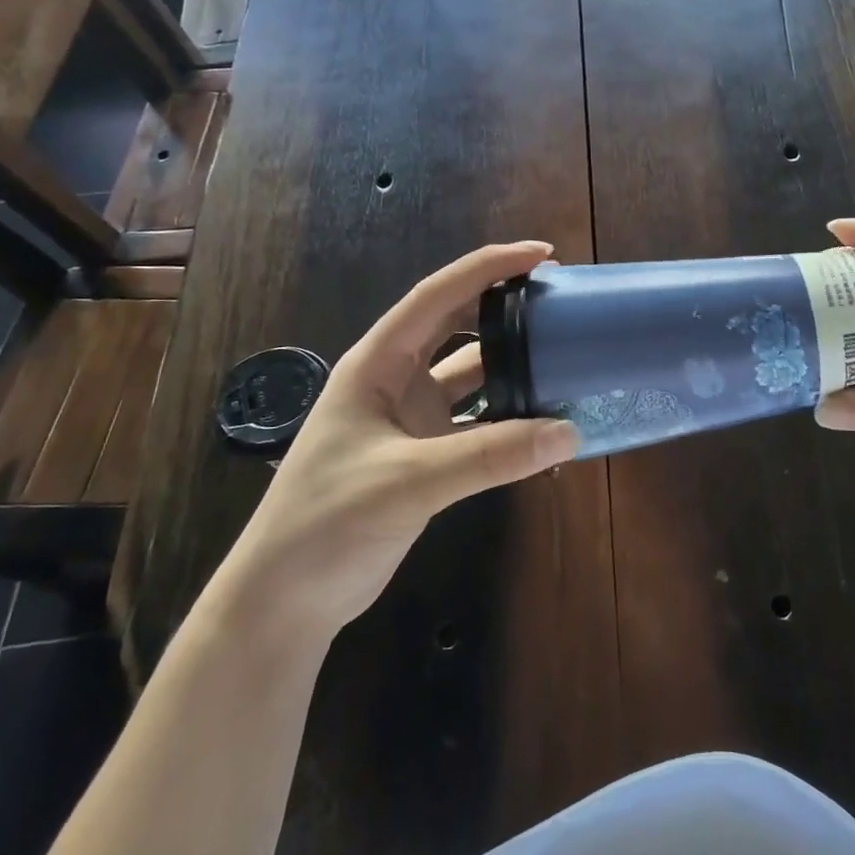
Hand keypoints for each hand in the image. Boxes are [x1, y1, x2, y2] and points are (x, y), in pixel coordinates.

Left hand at [213, 241, 578, 651]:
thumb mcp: (409, 481)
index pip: (437, 296)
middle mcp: (395, 380)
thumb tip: (568, 432)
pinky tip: (544, 418)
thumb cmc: (327, 523)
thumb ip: (490, 455)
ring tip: (560, 350)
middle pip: (455, 324)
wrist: (285, 602)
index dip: (488, 268)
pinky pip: (477, 420)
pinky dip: (509, 414)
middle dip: (503, 304)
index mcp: (377, 364)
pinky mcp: (425, 454)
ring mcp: (410, 418)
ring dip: (510, 361)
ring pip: (470, 373)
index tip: (540, 253)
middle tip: (557, 295)